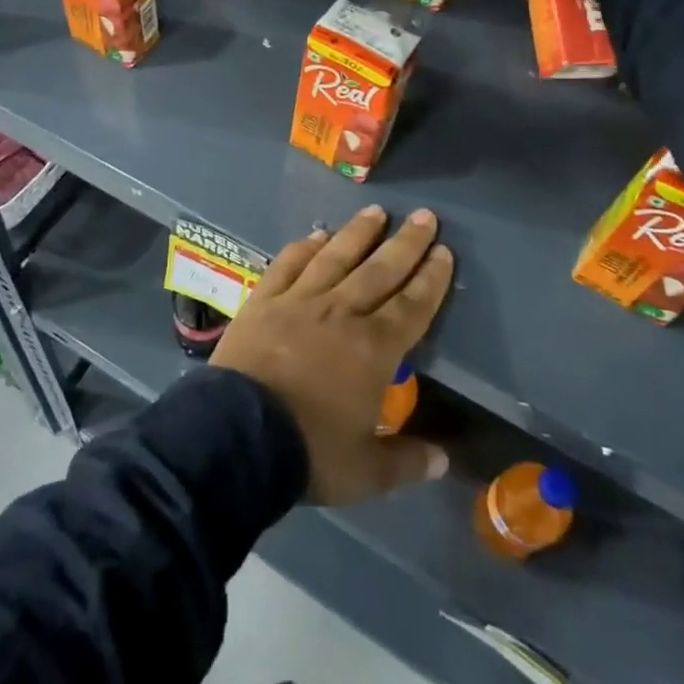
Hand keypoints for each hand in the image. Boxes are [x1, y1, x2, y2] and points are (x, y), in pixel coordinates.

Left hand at [212, 206, 453, 504]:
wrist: (239, 433)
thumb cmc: (309, 451)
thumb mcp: (366, 472)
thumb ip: (406, 461)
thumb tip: (443, 459)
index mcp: (373, 349)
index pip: (411, 306)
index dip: (430, 279)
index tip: (444, 251)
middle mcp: (340, 313)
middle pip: (379, 271)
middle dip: (405, 243)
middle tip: (424, 216)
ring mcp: (299, 300)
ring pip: (335, 257)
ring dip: (358, 233)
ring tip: (376, 211)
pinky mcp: (264, 299)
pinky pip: (288, 264)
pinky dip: (304, 247)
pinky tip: (316, 234)